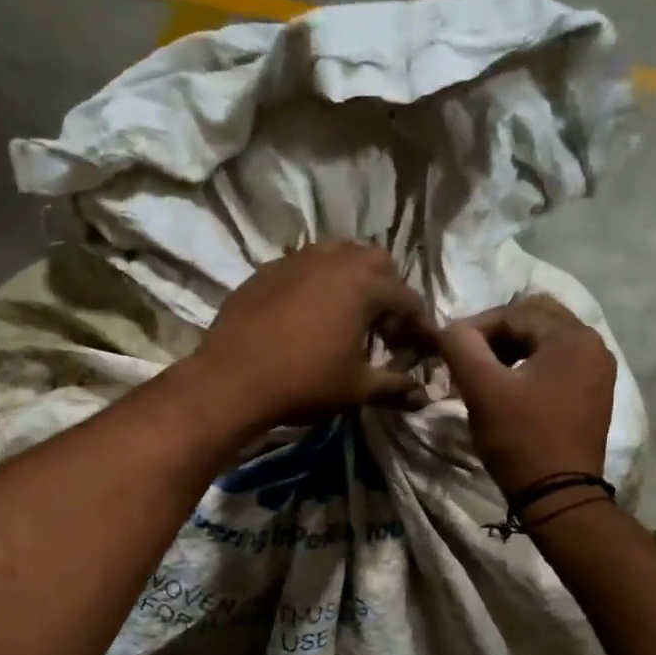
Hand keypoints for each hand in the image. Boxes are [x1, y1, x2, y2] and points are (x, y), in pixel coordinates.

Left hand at [193, 241, 436, 433]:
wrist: (232, 380)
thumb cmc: (304, 382)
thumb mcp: (356, 389)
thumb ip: (394, 389)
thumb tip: (424, 398)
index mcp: (364, 284)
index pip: (407, 299)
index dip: (420, 326)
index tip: (422, 349)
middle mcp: (334, 259)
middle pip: (377, 264)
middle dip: (389, 292)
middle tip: (384, 329)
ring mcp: (296, 259)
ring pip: (338, 256)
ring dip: (353, 281)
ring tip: (348, 316)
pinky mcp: (267, 270)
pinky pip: (304, 266)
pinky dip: (318, 283)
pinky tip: (308, 315)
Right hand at [439, 295, 614, 494]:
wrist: (558, 495)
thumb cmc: (520, 438)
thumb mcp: (482, 389)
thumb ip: (462, 347)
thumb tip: (450, 328)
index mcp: (572, 336)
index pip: (513, 313)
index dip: (474, 327)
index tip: (448, 350)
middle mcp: (592, 344)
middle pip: (534, 319)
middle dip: (496, 333)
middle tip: (467, 358)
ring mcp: (597, 370)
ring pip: (545, 341)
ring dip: (511, 349)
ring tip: (484, 373)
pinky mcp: (593, 393)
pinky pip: (557, 363)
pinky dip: (529, 366)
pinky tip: (509, 388)